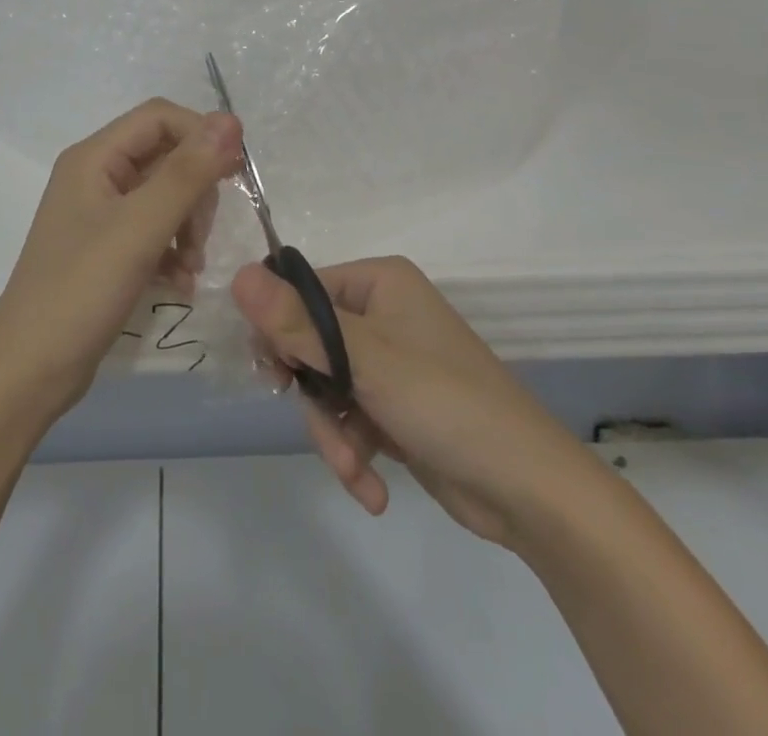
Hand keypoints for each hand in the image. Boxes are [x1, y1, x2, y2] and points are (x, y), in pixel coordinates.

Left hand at [0, 100, 242, 423]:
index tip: (235, 174)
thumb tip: (230, 119)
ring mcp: (99, 214)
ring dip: (189, 225)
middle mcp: (95, 176)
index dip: (201, 135)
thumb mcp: (140, 228)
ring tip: (193, 265)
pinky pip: (153, 230)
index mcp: (94, 157)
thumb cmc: (82, 290)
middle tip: (202, 235)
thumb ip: (187, 173)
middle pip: (165, 156)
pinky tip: (181, 282)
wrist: (30, 371)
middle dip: (194, 190)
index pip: (159, 118)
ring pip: (164, 196)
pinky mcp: (106, 248)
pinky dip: (173, 250)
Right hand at [232, 256, 606, 547]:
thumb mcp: (365, 360)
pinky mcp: (396, 406)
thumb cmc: (445, 402)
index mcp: (379, 282)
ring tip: (355, 468)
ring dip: (333, 433)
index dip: (280, 331)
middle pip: (310, 344)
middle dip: (313, 395)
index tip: (275, 373)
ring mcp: (390, 363)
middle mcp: (383, 313)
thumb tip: (237, 274)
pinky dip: (354, 452)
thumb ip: (296, 321)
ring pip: (326, 387)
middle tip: (321, 423)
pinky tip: (371, 489)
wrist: (530, 492)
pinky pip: (351, 418)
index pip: (301, 291)